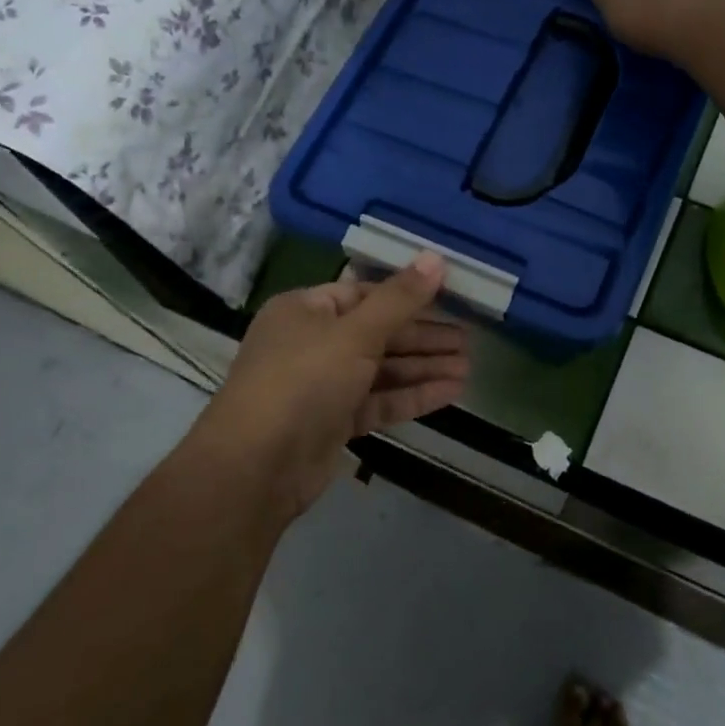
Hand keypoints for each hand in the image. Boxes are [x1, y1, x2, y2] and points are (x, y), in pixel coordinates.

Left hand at [204, 254, 469, 517]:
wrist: (255, 468)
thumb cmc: (303, 381)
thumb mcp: (355, 333)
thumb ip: (400, 299)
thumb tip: (436, 257)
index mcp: (306, 310)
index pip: (364, 293)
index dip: (407, 294)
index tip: (449, 296)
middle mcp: (312, 343)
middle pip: (377, 332)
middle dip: (423, 337)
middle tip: (469, 338)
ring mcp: (322, 385)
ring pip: (381, 369)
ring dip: (423, 367)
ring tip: (468, 366)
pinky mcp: (334, 422)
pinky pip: (379, 401)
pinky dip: (412, 395)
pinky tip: (452, 392)